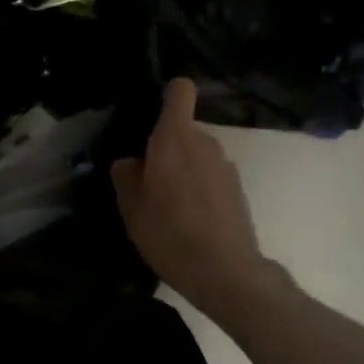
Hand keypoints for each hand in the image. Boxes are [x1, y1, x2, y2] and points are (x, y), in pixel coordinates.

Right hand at [111, 78, 281, 319]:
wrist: (225, 272)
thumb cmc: (168, 233)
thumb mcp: (130, 207)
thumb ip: (126, 175)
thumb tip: (131, 162)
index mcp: (174, 139)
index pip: (180, 91)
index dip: (167, 95)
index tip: (152, 116)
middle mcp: (204, 143)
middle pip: (182, 130)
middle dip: (165, 148)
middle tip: (147, 183)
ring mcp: (226, 165)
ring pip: (196, 155)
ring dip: (182, 171)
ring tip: (168, 207)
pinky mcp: (237, 189)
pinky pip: (210, 176)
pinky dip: (199, 189)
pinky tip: (190, 221)